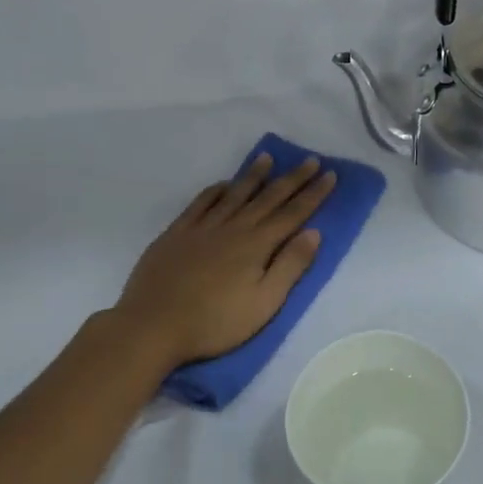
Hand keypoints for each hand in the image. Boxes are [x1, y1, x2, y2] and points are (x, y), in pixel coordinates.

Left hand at [111, 154, 335, 369]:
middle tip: (310, 159)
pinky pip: (200, 203)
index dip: (313, 194)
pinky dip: (215, 190)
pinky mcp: (176, 234)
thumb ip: (290, 266)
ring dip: (253, 175)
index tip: (330, 175)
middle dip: (292, 178)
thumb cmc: (215, 322)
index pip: (292, 214)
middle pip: (267, 198)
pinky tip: (222, 184)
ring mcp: (201, 228)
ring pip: (234, 194)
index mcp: (256, 245)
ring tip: (267, 157)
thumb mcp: (264, 303)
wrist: (152, 325)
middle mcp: (232, 228)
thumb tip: (314, 232)